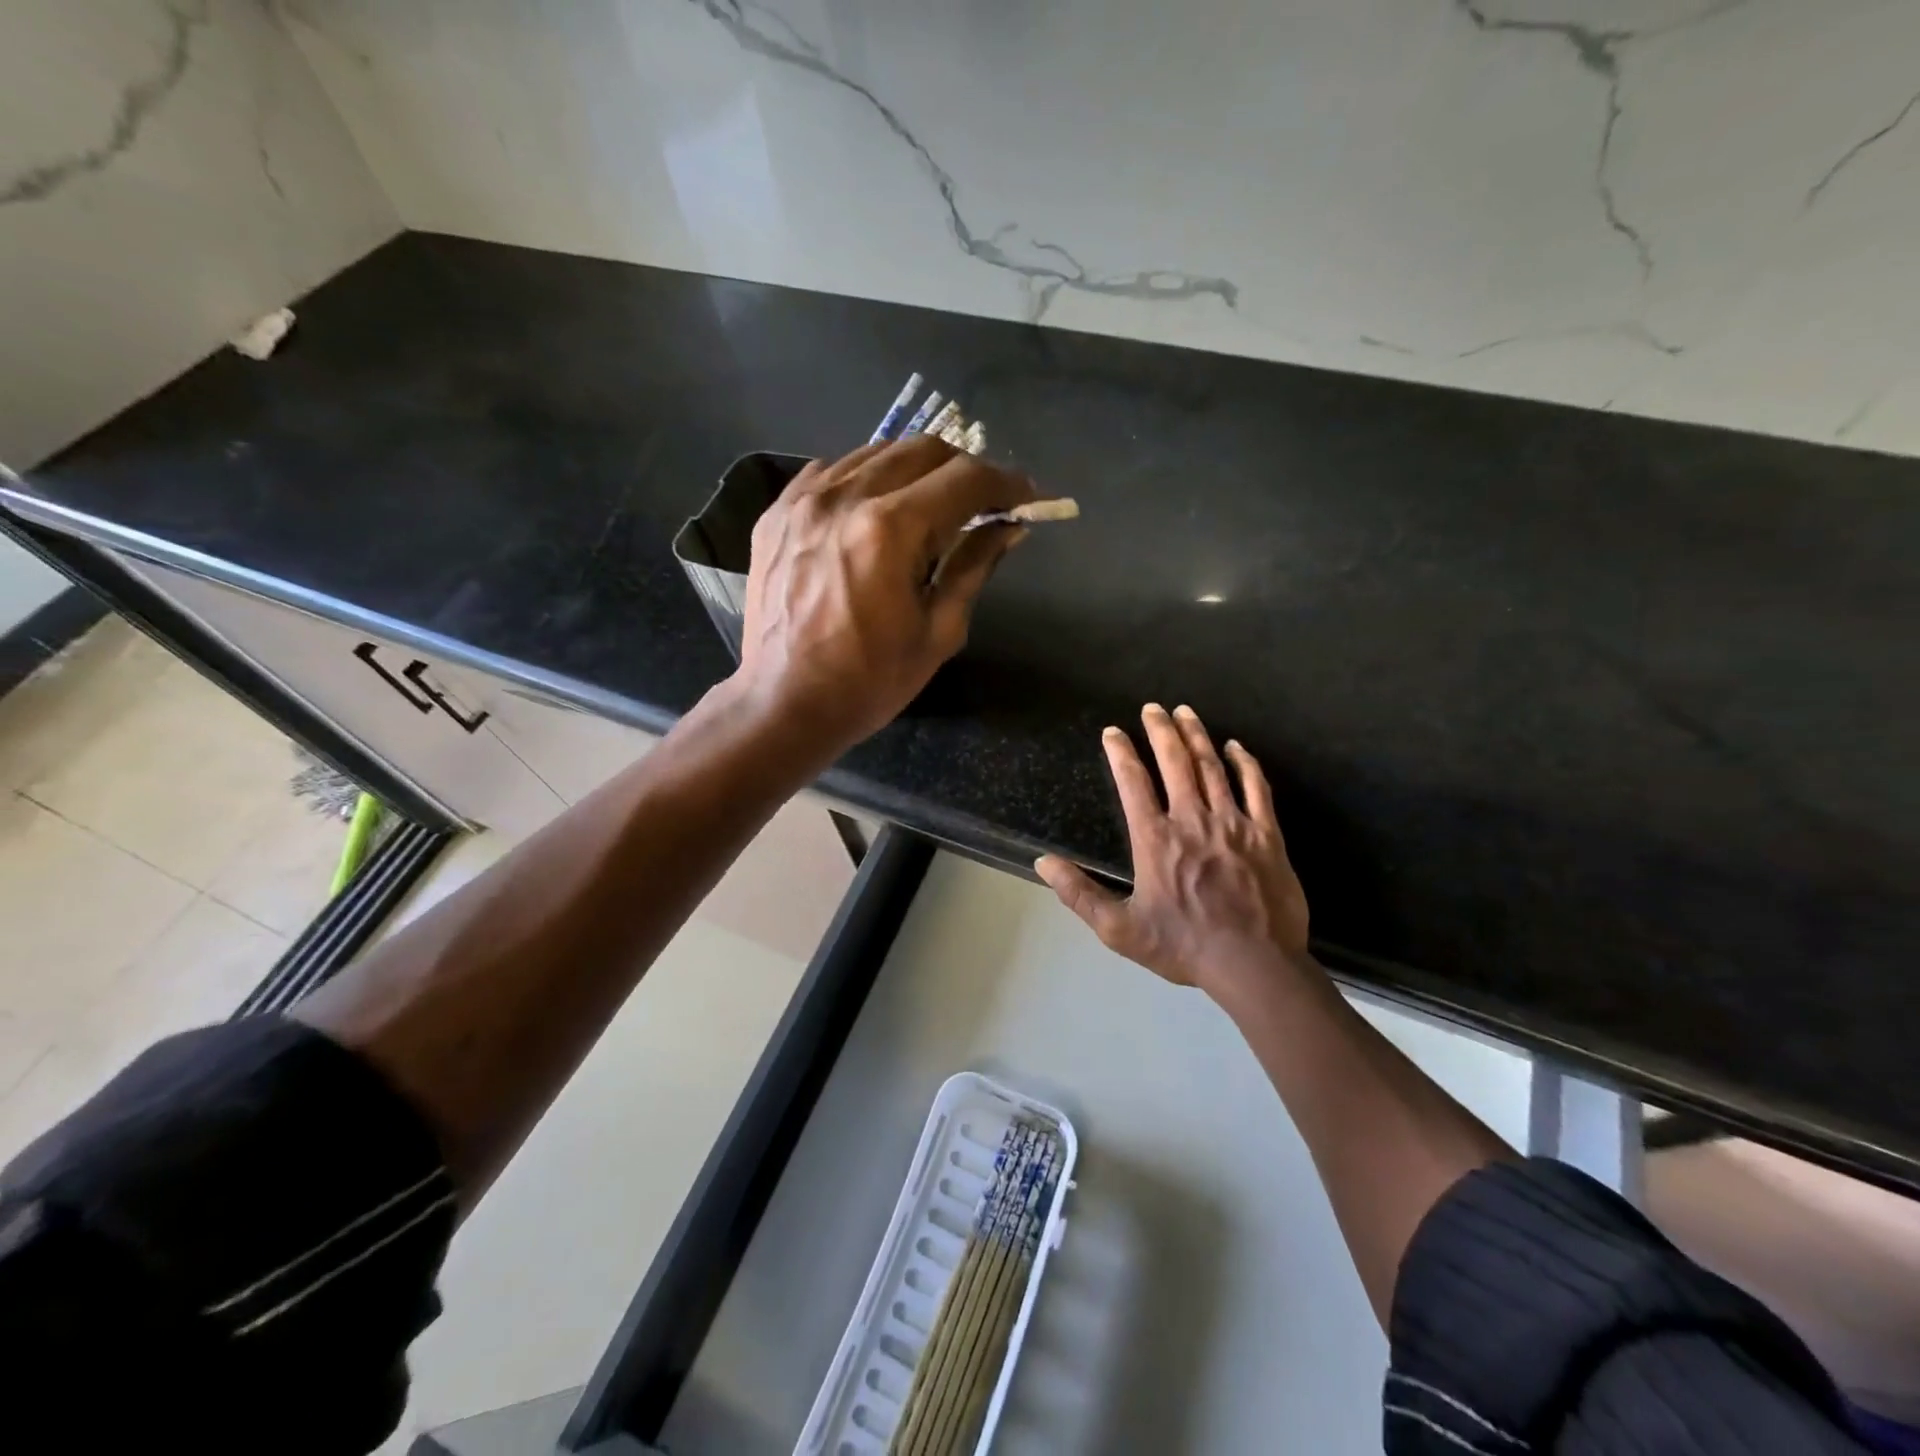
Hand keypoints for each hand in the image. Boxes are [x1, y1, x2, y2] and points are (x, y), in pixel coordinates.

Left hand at [734, 436, 1033, 750]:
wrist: (783, 704)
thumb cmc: (869, 681)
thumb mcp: (938, 632)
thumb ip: (974, 567)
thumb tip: (1009, 527)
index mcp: (890, 530)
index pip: (964, 479)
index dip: (1006, 482)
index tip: (1027, 496)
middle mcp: (844, 497)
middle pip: (922, 450)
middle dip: (964, 470)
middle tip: (982, 504)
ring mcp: (803, 500)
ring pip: (876, 453)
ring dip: (916, 471)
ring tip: (930, 508)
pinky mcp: (777, 512)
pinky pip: (833, 471)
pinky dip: (867, 481)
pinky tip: (875, 512)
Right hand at [1036, 703, 1311, 998]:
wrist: (1254, 964)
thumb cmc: (1183, 946)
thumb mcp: (1119, 929)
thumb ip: (1079, 894)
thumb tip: (1043, 862)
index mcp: (1155, 839)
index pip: (1133, 782)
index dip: (1121, 753)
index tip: (1113, 732)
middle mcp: (1192, 820)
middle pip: (1175, 762)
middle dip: (1161, 730)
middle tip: (1153, 707)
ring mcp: (1232, 823)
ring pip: (1212, 767)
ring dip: (1197, 736)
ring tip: (1185, 712)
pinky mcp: (1267, 834)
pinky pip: (1256, 788)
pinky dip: (1245, 764)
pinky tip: (1236, 747)